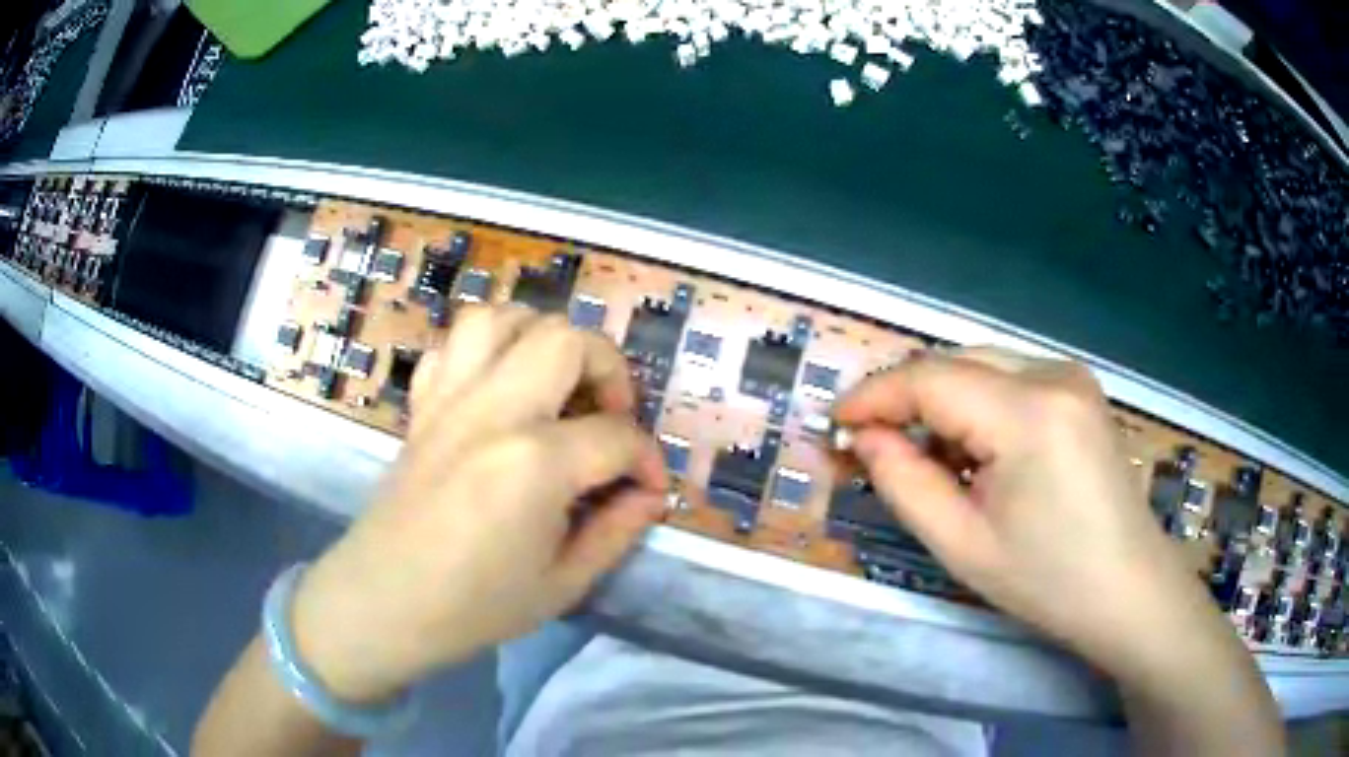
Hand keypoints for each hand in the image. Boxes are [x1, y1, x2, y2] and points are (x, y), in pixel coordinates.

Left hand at [289, 306, 667, 703]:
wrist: (384, 603)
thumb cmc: (475, 607)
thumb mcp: (563, 585)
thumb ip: (617, 531)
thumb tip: (651, 494)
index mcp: (535, 463)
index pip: (617, 435)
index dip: (648, 459)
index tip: (650, 486)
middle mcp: (493, 411)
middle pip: (565, 339)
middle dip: (607, 367)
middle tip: (609, 415)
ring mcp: (449, 400)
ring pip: (501, 317)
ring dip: (541, 339)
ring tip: (555, 384)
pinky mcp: (422, 405)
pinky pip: (451, 345)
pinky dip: (483, 350)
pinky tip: (496, 389)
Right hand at [834, 348, 1229, 675]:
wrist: (1129, 590)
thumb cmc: (1048, 581)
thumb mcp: (962, 544)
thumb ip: (903, 482)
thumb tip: (864, 438)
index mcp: (1029, 413)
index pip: (931, 379)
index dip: (875, 395)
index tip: (834, 421)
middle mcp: (1054, 374)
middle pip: (955, 363)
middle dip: (905, 398)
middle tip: (869, 443)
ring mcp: (1073, 377)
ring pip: (981, 367)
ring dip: (941, 402)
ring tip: (921, 455)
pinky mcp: (1081, 391)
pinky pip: (1010, 379)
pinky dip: (976, 405)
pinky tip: (972, 449)